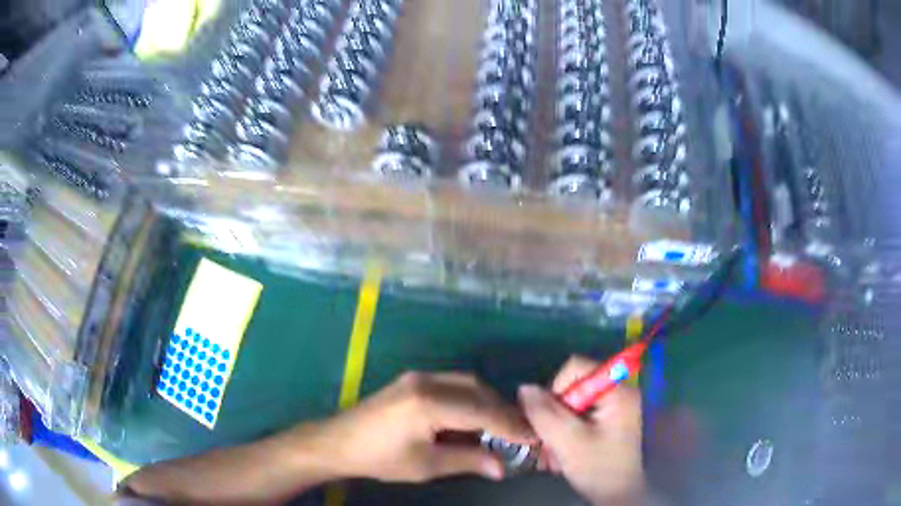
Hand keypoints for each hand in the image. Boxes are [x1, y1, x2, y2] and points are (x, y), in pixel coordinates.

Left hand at [314, 372, 533, 482]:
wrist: (339, 442)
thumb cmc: (380, 458)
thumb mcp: (426, 465)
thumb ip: (468, 460)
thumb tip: (503, 467)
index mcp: (429, 403)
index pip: (483, 411)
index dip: (512, 425)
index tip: (535, 436)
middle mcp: (427, 381)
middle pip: (478, 391)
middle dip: (503, 412)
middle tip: (522, 433)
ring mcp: (419, 377)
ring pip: (467, 384)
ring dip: (488, 404)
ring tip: (501, 429)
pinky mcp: (413, 381)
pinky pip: (452, 385)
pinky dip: (470, 400)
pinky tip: (474, 419)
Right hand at [520, 356, 645, 505]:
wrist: (616, 495)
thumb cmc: (598, 467)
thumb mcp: (568, 441)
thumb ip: (544, 413)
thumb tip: (524, 388)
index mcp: (617, 389)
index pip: (576, 367)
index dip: (556, 388)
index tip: (551, 419)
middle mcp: (617, 390)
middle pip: (573, 385)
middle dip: (555, 412)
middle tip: (549, 439)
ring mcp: (613, 405)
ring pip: (571, 402)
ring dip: (556, 425)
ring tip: (554, 450)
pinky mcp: (607, 419)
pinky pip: (577, 414)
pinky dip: (565, 430)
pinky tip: (561, 451)